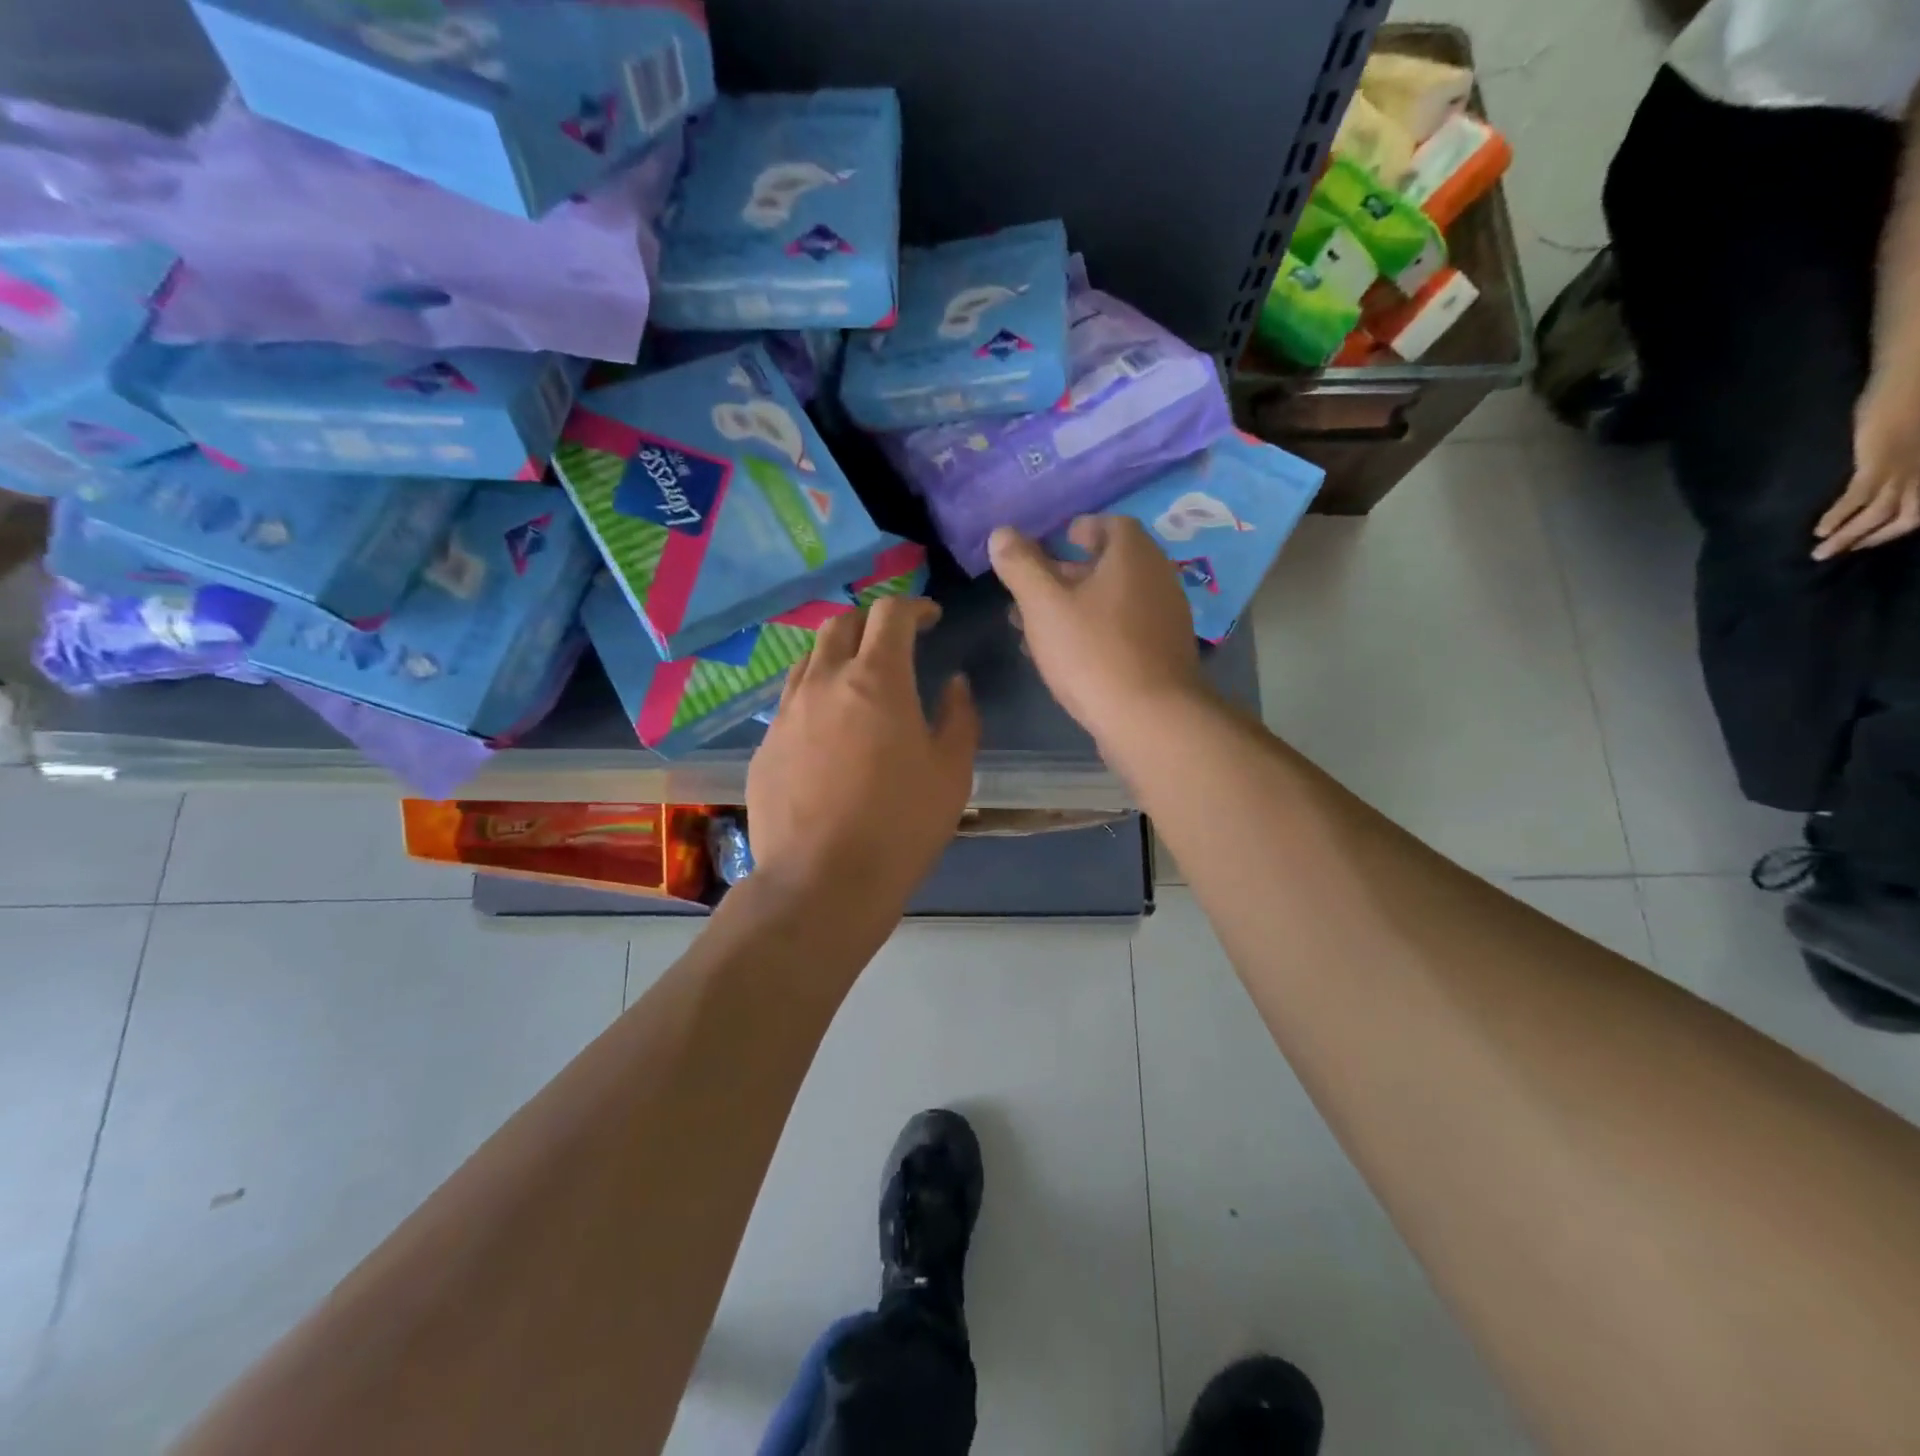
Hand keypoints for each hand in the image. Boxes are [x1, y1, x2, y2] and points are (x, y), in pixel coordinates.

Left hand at [747, 596, 978, 909]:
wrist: (822, 882)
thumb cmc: (900, 825)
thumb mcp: (952, 772)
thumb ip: (959, 717)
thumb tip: (953, 684)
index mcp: (876, 679)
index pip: (890, 613)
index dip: (914, 606)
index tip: (931, 619)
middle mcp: (824, 682)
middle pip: (841, 624)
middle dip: (871, 622)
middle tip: (894, 643)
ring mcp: (787, 713)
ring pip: (809, 659)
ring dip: (837, 654)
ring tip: (857, 678)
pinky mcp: (765, 746)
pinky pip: (790, 701)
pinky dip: (814, 695)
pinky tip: (827, 728)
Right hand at [989, 517, 1207, 743]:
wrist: (1149, 719)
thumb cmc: (1093, 651)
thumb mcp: (1044, 605)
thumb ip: (1021, 566)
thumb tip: (1001, 533)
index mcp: (1133, 556)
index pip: (1111, 524)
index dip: (1081, 529)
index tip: (1056, 540)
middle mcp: (1157, 579)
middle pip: (1109, 565)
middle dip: (1066, 574)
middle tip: (1032, 588)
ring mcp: (1164, 619)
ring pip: (1112, 602)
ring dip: (1074, 607)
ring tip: (1033, 627)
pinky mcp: (1162, 655)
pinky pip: (1122, 631)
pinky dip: (1093, 632)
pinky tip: (1063, 657)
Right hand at [1815, 377, 1919, 558]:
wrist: (1915, 377)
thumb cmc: (1915, 399)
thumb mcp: (1910, 437)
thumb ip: (1900, 456)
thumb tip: (1876, 478)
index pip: (1919, 509)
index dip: (1892, 530)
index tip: (1862, 542)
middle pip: (1903, 518)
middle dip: (1869, 540)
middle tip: (1836, 554)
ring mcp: (1904, 470)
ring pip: (1880, 515)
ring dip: (1848, 537)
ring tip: (1821, 551)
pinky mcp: (1879, 466)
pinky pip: (1859, 498)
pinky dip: (1840, 516)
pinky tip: (1819, 528)